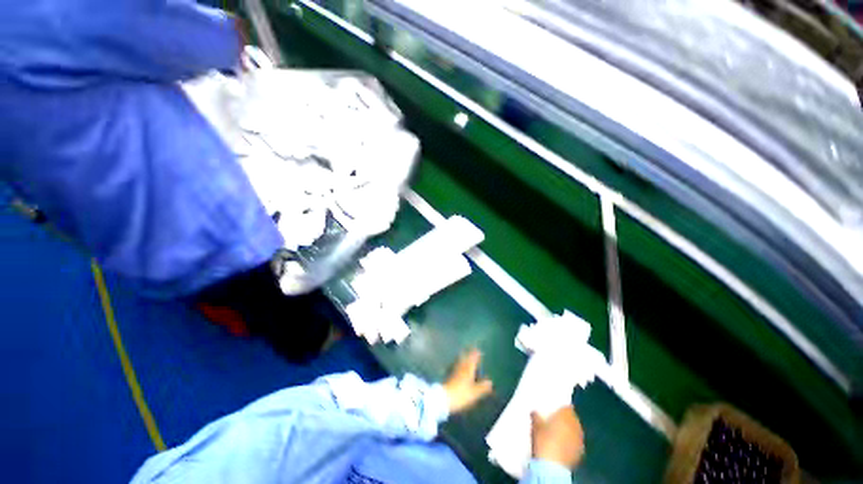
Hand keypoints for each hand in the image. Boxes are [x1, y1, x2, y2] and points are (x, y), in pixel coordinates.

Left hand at [443, 349, 493, 413]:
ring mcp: (454, 371)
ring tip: (466, 356)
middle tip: (472, 350)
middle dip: (469, 353)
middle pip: (465, 358)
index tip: (479, 350)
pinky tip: (459, 367)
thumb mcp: (474, 393)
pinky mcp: (449, 376)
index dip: (476, 354)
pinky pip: (456, 366)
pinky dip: (459, 364)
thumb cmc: (461, 394)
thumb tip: (490, 382)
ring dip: (464, 358)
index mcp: (468, 369)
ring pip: (460, 361)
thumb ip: (482, 387)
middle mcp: (461, 367)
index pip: (473, 359)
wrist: (444, 398)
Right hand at [531, 406, 584, 469]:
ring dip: (568, 431)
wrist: (552, 465)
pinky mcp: (581, 452)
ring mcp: (580, 439)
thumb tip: (535, 411)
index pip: (567, 406)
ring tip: (558, 434)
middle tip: (554, 421)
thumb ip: (536, 415)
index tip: (554, 410)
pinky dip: (570, 442)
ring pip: (574, 430)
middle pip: (571, 418)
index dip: (561, 408)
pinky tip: (562, 446)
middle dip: (564, 420)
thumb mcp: (536, 425)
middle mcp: (576, 425)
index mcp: (566, 415)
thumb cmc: (544, 440)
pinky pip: (575, 442)